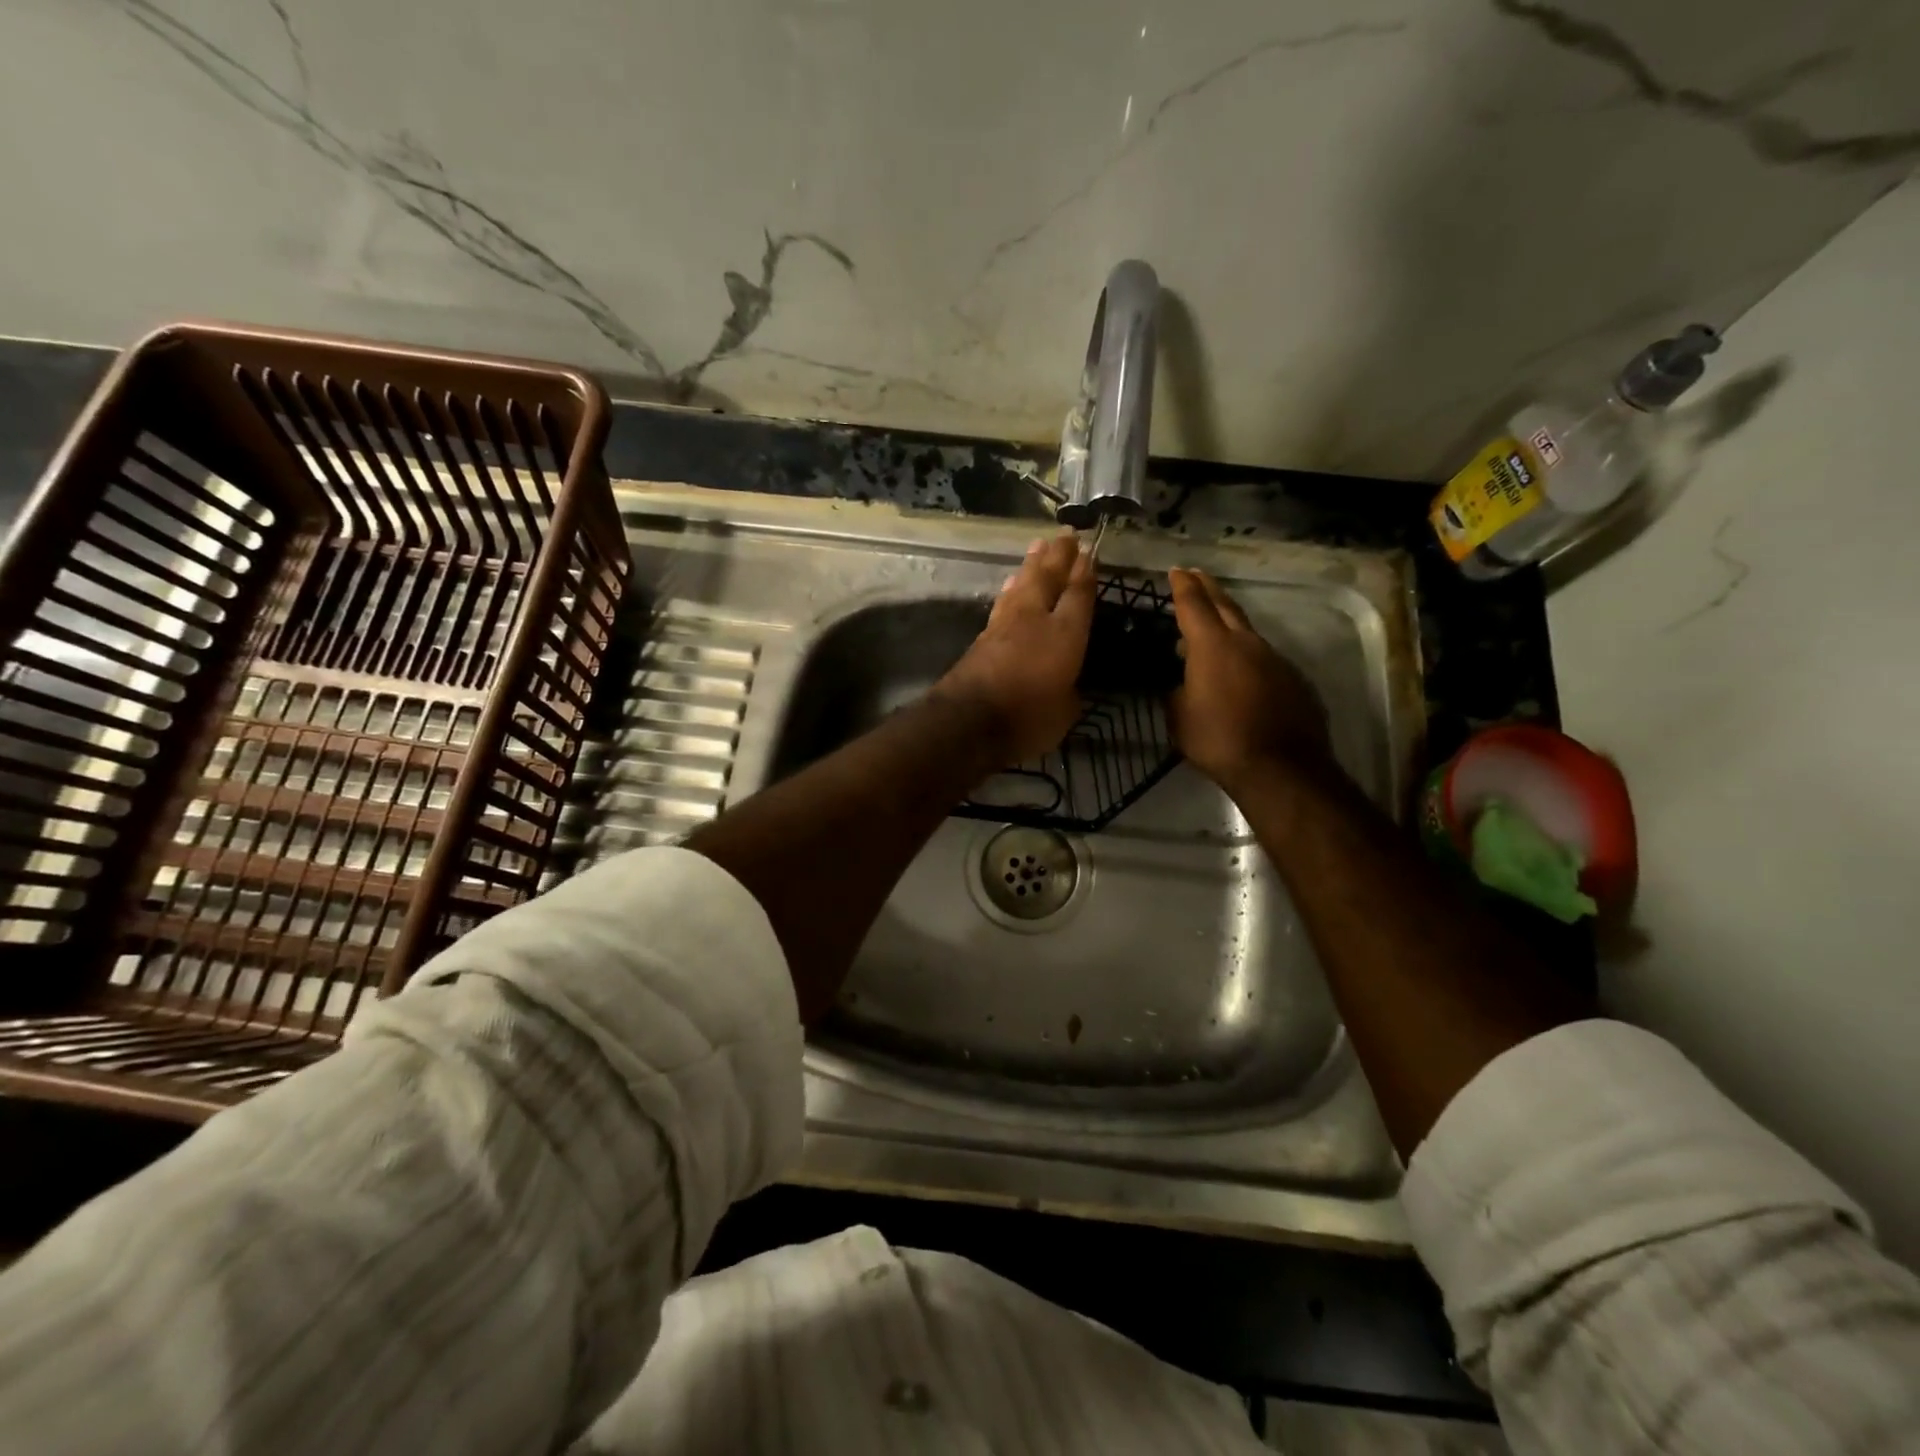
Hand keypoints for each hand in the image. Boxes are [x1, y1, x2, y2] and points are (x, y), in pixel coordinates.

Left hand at [937, 532, 1094, 762]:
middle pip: (1048, 578)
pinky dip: (1011, 590)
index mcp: (1065, 634)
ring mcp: (1005, 625)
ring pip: (1022, 585)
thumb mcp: (1064, 713)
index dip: (1085, 572)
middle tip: (1066, 535)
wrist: (968, 721)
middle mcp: (1035, 620)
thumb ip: (1069, 692)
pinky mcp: (982, 637)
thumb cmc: (1027, 718)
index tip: (1090, 551)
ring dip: (1031, 565)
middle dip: (1058, 556)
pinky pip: (1003, 603)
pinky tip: (1010, 584)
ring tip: (1038, 547)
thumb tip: (1067, 685)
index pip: (1079, 594)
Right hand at [1168, 568, 1330, 789]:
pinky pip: (1265, 658)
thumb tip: (1178, 683)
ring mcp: (1275, 659)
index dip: (1182, 587)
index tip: (1176, 571)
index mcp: (1211, 647)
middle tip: (1196, 575)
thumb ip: (1175, 692)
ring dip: (1229, 624)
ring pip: (1247, 632)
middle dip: (1208, 588)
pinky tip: (1242, 671)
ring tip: (1214, 628)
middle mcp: (1246, 643)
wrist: (1279, 767)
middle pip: (1225, 606)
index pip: (1193, 605)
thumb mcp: (1179, 717)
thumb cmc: (1218, 740)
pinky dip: (1248, 655)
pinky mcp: (1293, 679)